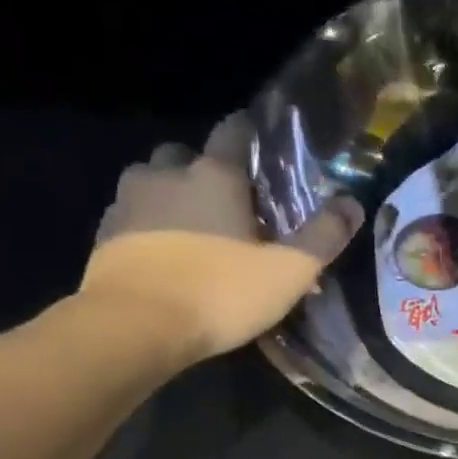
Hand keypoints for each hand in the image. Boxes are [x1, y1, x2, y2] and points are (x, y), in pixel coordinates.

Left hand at [81, 113, 362, 362]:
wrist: (134, 326)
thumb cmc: (220, 293)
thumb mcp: (288, 272)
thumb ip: (323, 236)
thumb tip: (353, 203)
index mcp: (215, 175)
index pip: (233, 131)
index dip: (248, 132)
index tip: (259, 145)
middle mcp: (167, 175)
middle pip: (185, 154)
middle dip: (204, 168)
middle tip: (226, 200)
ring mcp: (128, 202)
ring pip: (150, 179)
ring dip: (169, 192)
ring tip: (189, 225)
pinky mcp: (104, 234)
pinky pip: (128, 213)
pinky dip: (145, 222)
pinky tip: (160, 251)